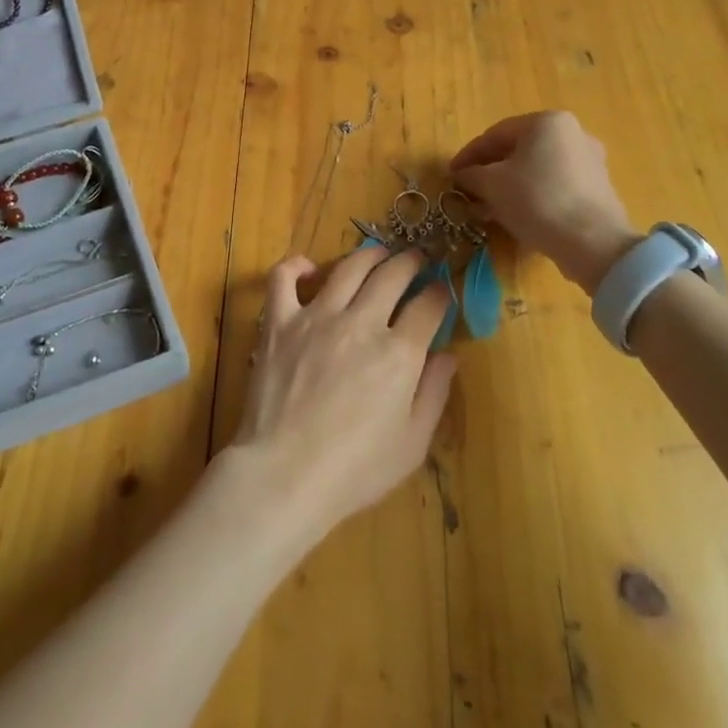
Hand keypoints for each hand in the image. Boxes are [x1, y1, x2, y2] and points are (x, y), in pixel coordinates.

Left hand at [226, 246, 456, 551]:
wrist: (285, 473)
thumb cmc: (355, 469)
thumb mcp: (412, 443)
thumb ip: (434, 394)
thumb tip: (448, 355)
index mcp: (399, 354)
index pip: (428, 306)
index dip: (439, 293)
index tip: (441, 289)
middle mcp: (361, 323)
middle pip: (391, 275)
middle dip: (410, 262)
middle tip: (416, 258)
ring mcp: (316, 317)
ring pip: (347, 268)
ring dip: (368, 255)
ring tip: (378, 253)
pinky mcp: (279, 322)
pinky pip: (283, 278)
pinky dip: (295, 266)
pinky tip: (308, 268)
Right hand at [450, 111, 639, 292]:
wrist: (593, 243)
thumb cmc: (537, 200)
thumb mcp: (492, 184)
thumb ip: (471, 174)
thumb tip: (461, 175)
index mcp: (546, 122)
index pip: (495, 134)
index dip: (468, 155)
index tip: (451, 174)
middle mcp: (572, 133)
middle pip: (517, 150)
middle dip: (489, 171)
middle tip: (469, 191)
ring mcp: (589, 160)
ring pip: (535, 169)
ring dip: (508, 185)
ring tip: (488, 208)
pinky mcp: (597, 188)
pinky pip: (554, 184)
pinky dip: (531, 195)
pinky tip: (515, 215)